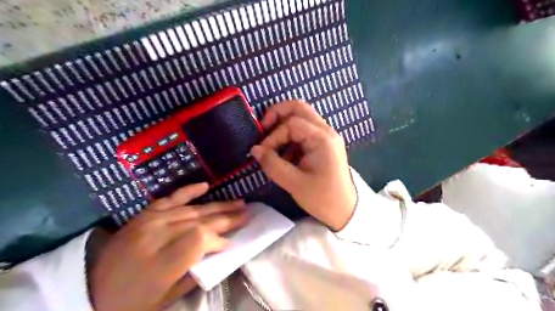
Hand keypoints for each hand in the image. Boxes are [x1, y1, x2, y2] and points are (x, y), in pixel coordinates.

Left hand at [89, 182, 249, 310]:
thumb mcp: (168, 297)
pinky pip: (171, 198)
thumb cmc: (133, 301)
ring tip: (238, 203)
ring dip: (218, 206)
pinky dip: (189, 191)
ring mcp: (150, 221)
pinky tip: (205, 185)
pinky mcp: (145, 214)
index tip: (231, 243)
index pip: (201, 239)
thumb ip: (197, 271)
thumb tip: (221, 249)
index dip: (220, 239)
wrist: (92, 289)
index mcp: (162, 261)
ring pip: (193, 209)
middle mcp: (158, 235)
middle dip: (228, 217)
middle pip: (201, 221)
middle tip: (248, 213)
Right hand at [251, 99, 355, 230]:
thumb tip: (254, 149)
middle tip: (263, 128)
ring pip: (301, 117)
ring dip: (283, 127)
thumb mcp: (294, 183)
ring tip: (273, 148)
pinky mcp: (324, 144)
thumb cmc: (323, 198)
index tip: (263, 153)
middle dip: (277, 114)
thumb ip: (272, 164)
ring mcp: (327, 136)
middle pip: (299, 108)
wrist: (346, 211)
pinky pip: (304, 131)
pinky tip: (285, 156)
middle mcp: (326, 131)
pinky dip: (291, 137)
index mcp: (322, 139)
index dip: (273, 136)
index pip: (291, 124)